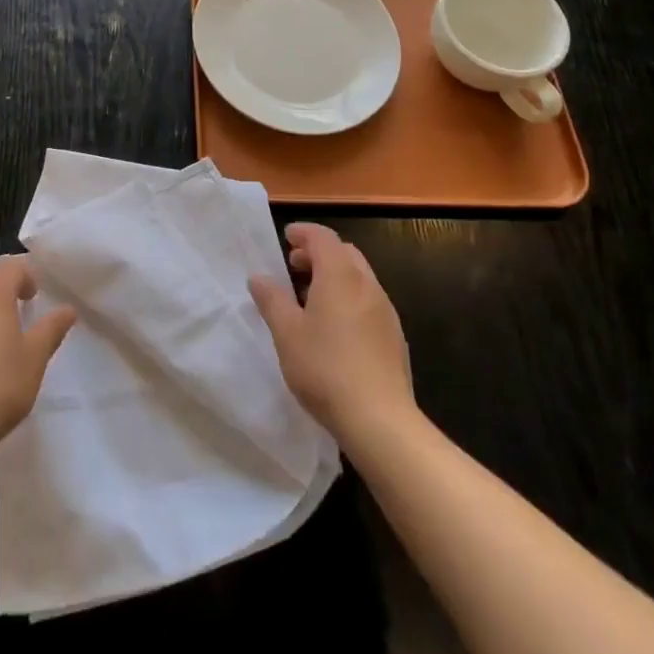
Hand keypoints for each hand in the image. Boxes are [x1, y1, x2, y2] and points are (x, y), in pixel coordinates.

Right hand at [249, 222, 413, 443]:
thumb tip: (259, 277)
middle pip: (344, 253)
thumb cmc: (326, 368)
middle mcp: (367, 284)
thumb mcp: (287, 333)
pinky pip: (369, 302)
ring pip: (359, 277)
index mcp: (340, 275)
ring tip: (311, 300)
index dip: (303, 233)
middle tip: (295, 267)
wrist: (381, 420)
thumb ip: (272, 300)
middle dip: (319, 253)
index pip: (322, 237)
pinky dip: (349, 298)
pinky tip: (336, 329)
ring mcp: (386, 311)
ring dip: (335, 277)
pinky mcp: (394, 337)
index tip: (286, 238)